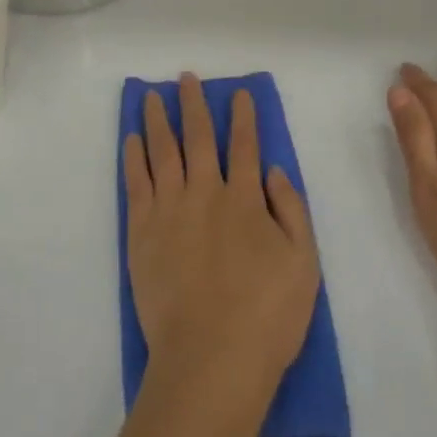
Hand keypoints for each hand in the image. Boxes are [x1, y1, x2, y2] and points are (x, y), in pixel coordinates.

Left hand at [124, 75, 320, 398]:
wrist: (211, 358)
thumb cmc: (266, 316)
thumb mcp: (304, 264)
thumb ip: (291, 210)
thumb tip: (273, 169)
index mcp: (245, 200)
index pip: (244, 146)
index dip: (242, 117)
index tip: (238, 93)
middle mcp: (205, 193)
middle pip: (197, 137)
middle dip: (193, 104)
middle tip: (186, 78)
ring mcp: (169, 209)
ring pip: (162, 151)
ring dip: (158, 120)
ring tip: (152, 96)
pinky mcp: (142, 231)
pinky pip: (136, 182)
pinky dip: (133, 156)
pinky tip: (132, 138)